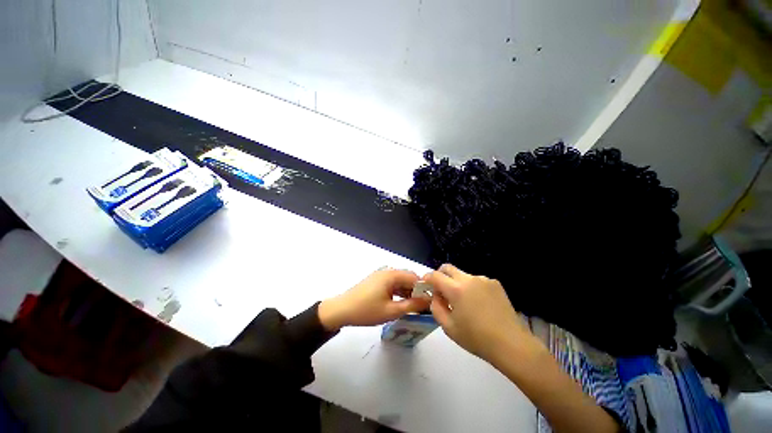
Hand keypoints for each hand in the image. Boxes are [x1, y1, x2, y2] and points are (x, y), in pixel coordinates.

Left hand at [318, 268, 430, 330]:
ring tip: (414, 306)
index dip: (424, 288)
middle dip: (416, 290)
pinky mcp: (376, 281)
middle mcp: (387, 271)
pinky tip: (401, 303)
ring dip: (407, 292)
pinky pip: (392, 284)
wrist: (342, 310)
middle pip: (407, 278)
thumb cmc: (367, 310)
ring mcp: (381, 276)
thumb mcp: (391, 311)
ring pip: (400, 281)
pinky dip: (398, 292)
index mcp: (392, 275)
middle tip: (423, 305)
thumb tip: (428, 301)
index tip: (430, 301)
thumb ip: (412, 305)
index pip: (415, 277)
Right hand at [424, 264, 534, 362]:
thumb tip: (435, 296)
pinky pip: (477, 280)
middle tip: (441, 290)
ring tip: (464, 301)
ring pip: (463, 275)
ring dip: (457, 283)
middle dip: (440, 275)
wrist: (510, 344)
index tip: (426, 285)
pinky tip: (479, 303)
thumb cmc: (476, 338)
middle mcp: (469, 279)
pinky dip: (472, 287)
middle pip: (448, 268)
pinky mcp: (495, 283)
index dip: (427, 279)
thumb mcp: (448, 327)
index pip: (435, 275)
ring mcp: (483, 279)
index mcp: (456, 289)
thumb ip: (436, 308)